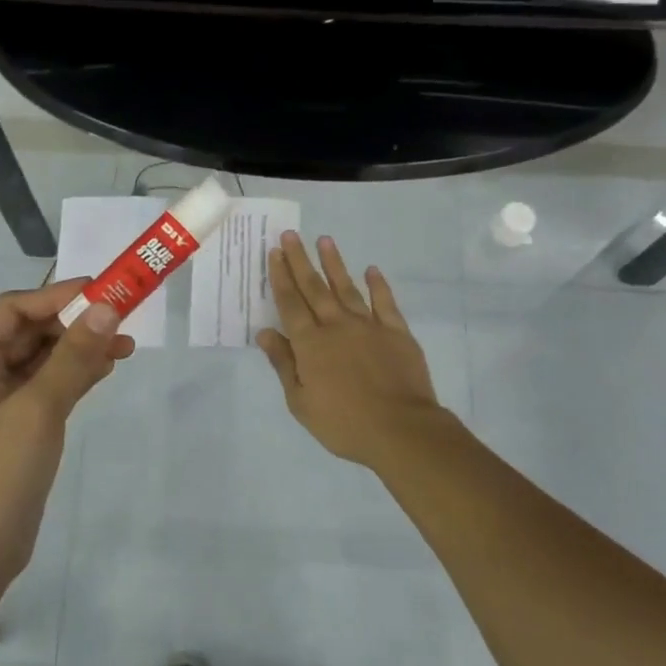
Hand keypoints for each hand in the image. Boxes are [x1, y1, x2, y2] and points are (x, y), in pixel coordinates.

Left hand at [0, 278, 132, 586]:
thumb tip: (107, 308)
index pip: (12, 310)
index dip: (55, 296)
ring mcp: (0, 403)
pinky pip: (49, 387)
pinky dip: (76, 375)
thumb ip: (73, 356)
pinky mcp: (19, 427)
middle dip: (73, 323)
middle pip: (29, 332)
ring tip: (124, 345)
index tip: (101, 291)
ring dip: (80, 349)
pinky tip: (106, 369)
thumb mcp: (38, 408)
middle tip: (120, 318)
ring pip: (43, 360)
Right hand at [257, 232, 449, 467]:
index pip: (290, 303)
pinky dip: (378, 284)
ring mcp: (369, 326)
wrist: (400, 429)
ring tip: (325, 240)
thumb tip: (266, 332)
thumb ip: (283, 364)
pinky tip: (371, 270)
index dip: (281, 277)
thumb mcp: (301, 402)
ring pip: (347, 288)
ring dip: (334, 264)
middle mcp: (337, 326)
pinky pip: (385, 302)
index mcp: (311, 343)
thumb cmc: (343, 423)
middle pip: (314, 288)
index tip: (274, 253)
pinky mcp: (397, 332)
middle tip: (291, 236)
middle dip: (300, 260)